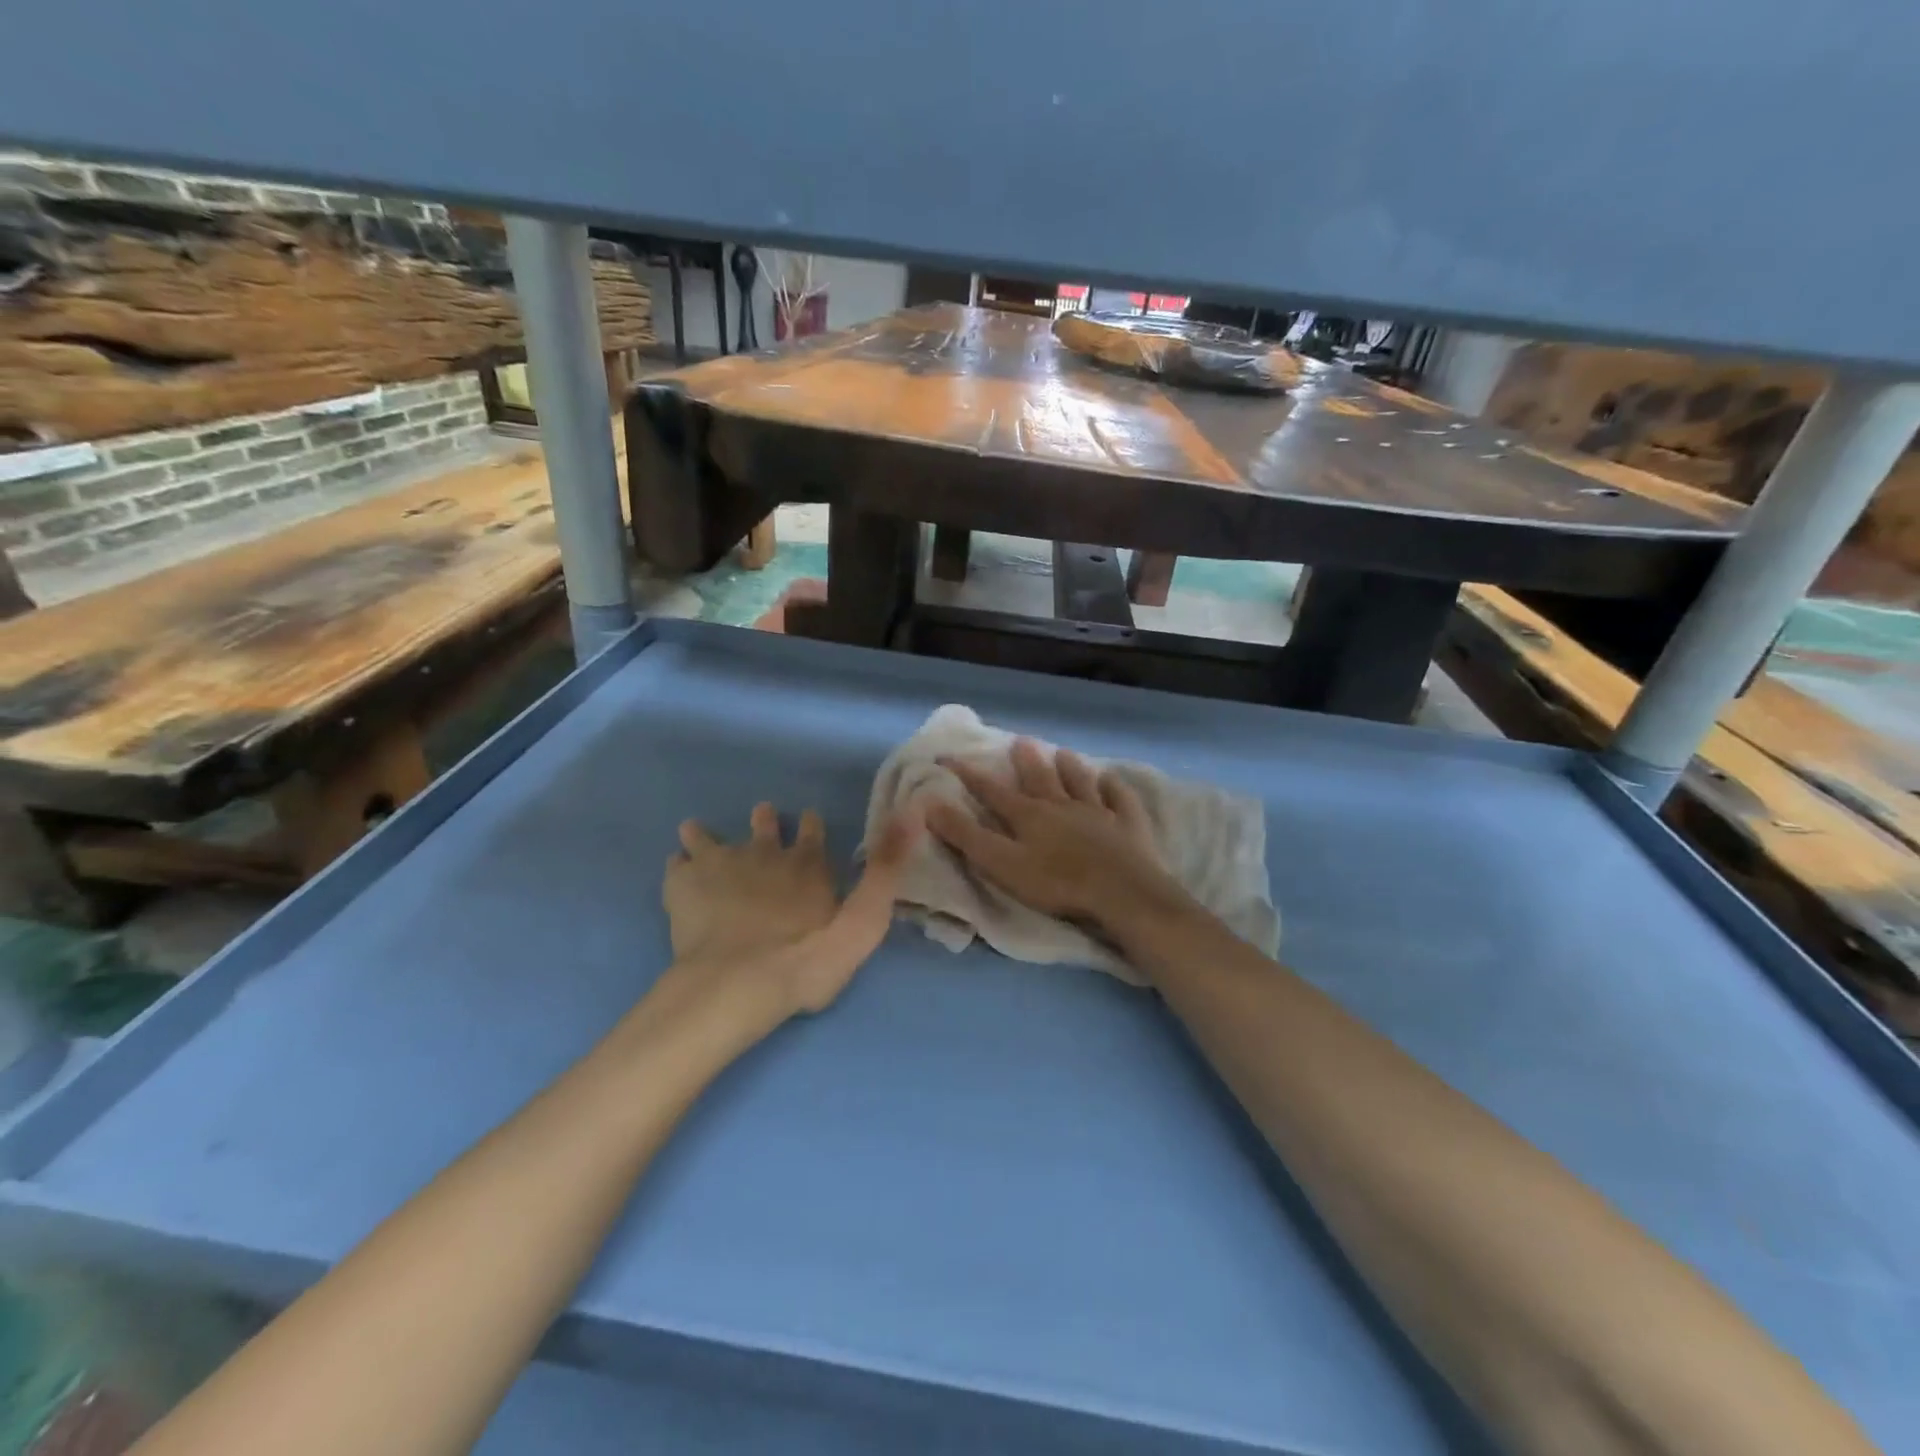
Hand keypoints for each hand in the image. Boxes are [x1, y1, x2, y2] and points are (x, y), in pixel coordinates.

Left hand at [663, 802, 918, 1019]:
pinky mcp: (684, 886)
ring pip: (711, 838)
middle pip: (762, 826)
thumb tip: (913, 813)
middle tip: (761, 815)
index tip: (807, 819)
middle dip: (763, 821)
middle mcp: (764, 853)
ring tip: (697, 832)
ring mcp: (720, 866)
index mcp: (807, 862)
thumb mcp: (865, 920)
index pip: (811, 831)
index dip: (810, 825)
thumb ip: (886, 871)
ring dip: (709, 835)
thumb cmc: (809, 958)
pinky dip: (679, 865)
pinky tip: (677, 870)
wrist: (740, 983)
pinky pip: (678, 865)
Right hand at [926, 739, 1183, 929]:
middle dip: (1027, 761)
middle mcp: (1061, 806)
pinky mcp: (1128, 825)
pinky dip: (1114, 787)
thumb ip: (966, 835)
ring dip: (1070, 767)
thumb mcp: (1000, 863)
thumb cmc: (1055, 882)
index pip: (991, 790)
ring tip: (1063, 753)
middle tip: (1020, 740)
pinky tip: (1112, 780)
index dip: (968, 774)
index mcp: (1028, 815)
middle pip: (1041, 778)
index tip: (949, 756)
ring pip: (1080, 782)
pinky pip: (1120, 799)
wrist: (1120, 892)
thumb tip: (930, 804)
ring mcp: (1098, 813)